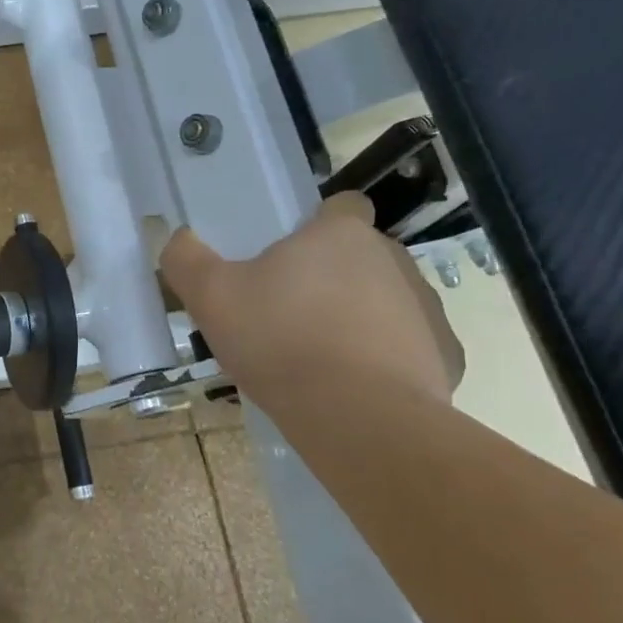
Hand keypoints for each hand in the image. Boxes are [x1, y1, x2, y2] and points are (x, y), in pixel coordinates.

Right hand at [162, 192, 463, 406]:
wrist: (356, 417)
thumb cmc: (280, 341)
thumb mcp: (211, 297)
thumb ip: (186, 259)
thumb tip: (176, 237)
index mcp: (340, 235)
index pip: (344, 205)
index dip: (321, 223)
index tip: (297, 253)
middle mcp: (393, 259)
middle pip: (363, 255)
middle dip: (335, 275)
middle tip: (293, 313)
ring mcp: (426, 307)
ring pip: (390, 299)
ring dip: (362, 316)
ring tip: (323, 356)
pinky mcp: (447, 355)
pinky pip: (412, 346)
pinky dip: (389, 359)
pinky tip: (358, 385)